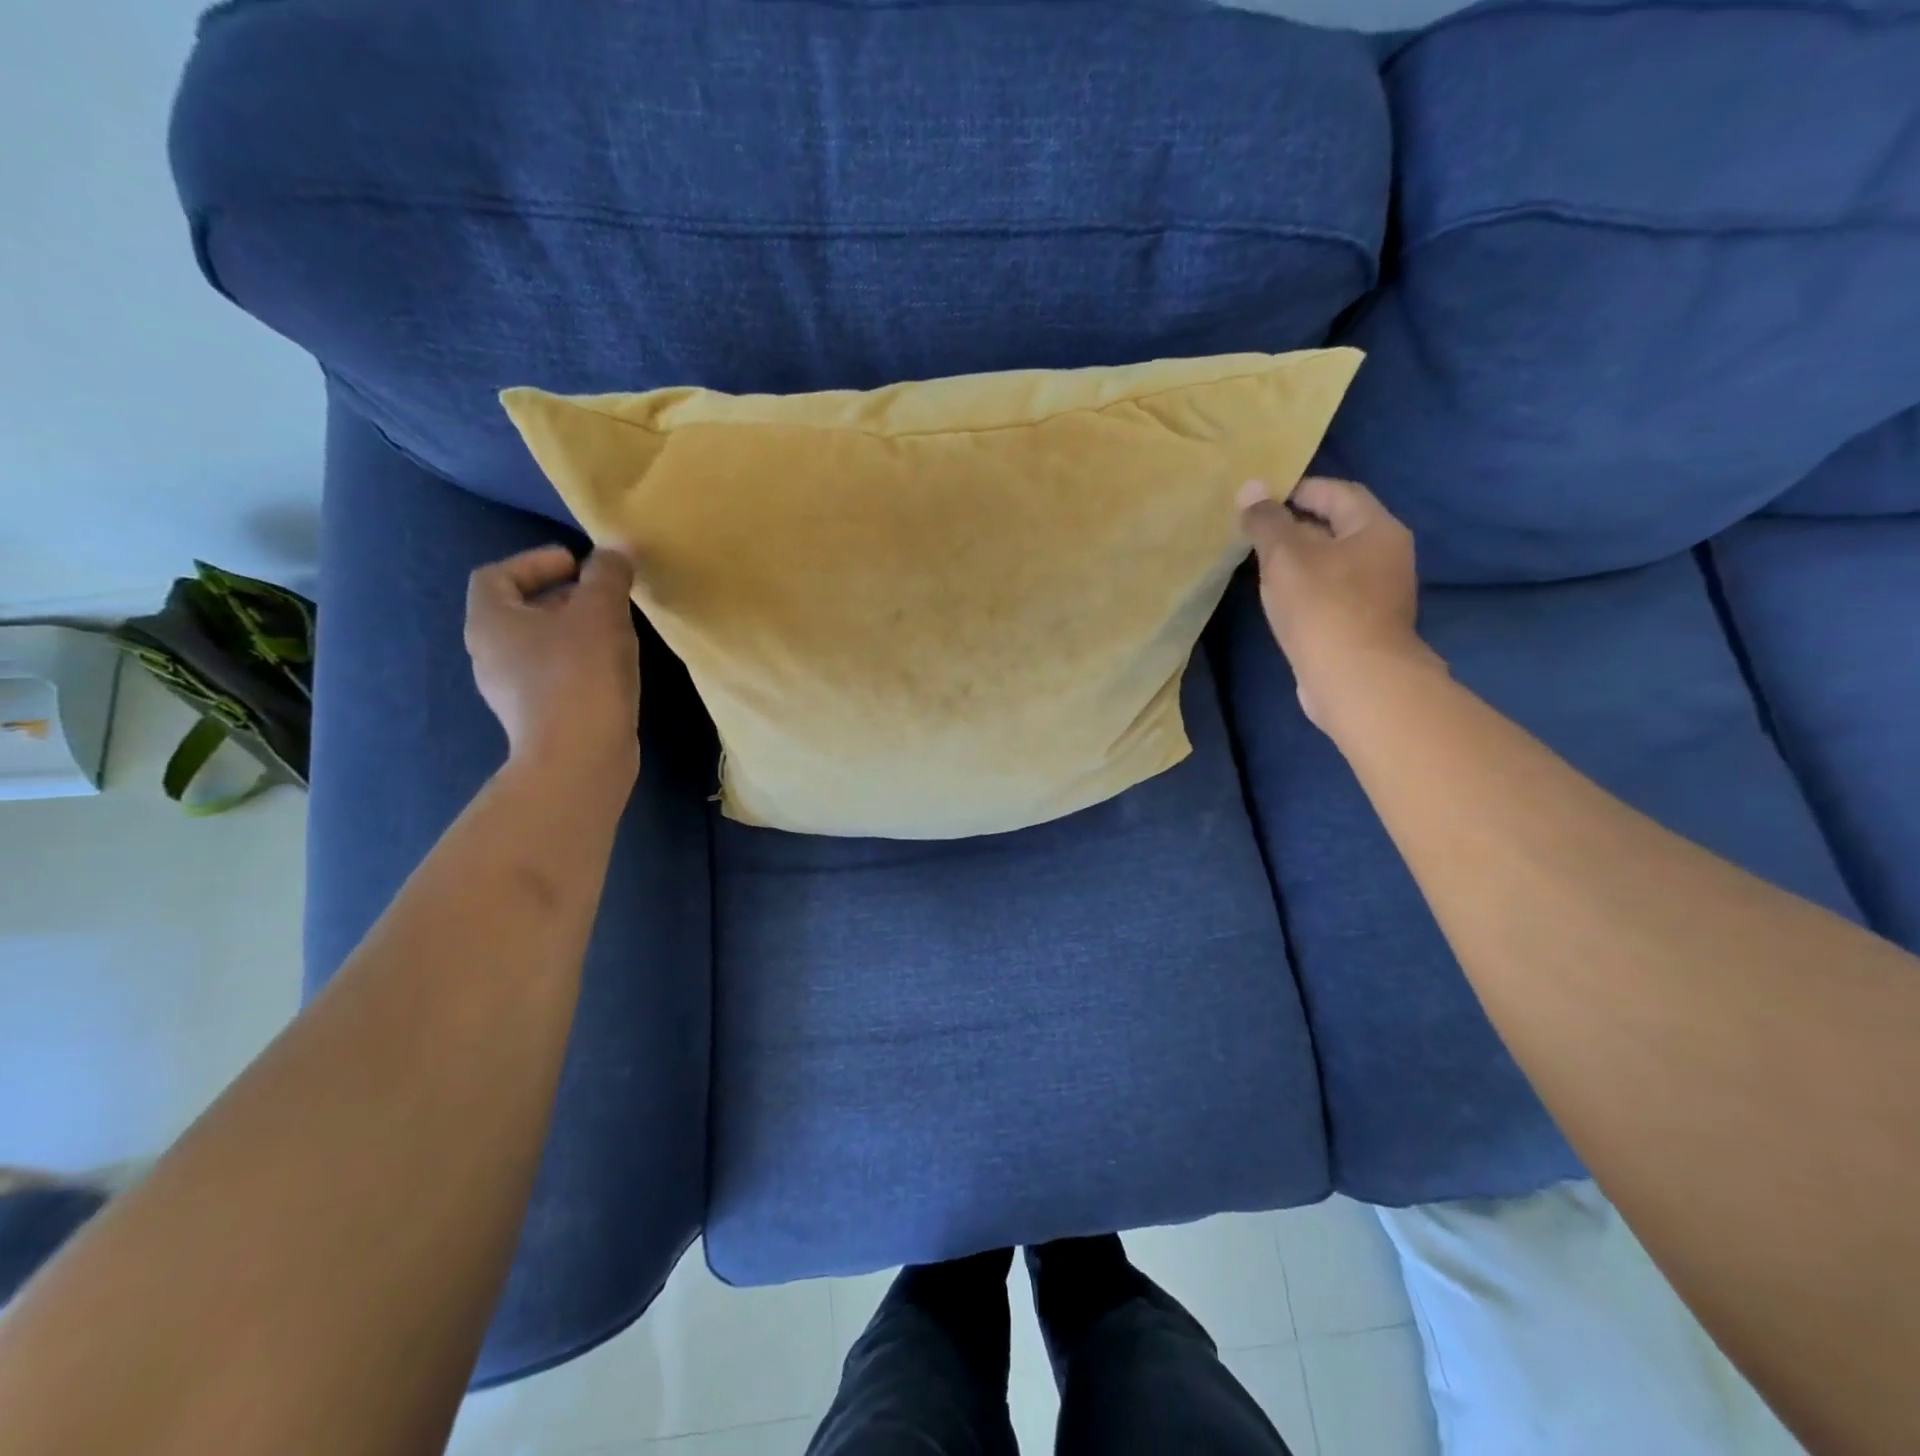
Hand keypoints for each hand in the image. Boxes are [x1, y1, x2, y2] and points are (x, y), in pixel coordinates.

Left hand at [465, 545, 640, 771]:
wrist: (578, 758)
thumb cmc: (580, 674)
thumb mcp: (601, 611)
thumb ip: (608, 574)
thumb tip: (616, 548)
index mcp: (490, 621)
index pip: (497, 574)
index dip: (535, 561)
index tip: (578, 564)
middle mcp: (489, 653)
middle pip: (520, 610)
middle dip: (562, 596)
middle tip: (604, 595)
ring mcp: (510, 691)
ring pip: (540, 646)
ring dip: (574, 631)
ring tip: (615, 631)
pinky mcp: (537, 717)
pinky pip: (554, 676)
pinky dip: (579, 663)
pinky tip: (613, 669)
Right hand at [1238, 476, 1436, 728]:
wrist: (1355, 680)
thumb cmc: (1322, 607)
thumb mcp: (1285, 557)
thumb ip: (1266, 522)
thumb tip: (1250, 487)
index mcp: (1377, 529)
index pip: (1338, 492)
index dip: (1299, 489)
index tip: (1262, 500)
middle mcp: (1387, 555)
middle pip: (1338, 528)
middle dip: (1296, 527)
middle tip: (1255, 533)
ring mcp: (1379, 593)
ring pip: (1334, 563)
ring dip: (1300, 561)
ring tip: (1261, 567)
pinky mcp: (1365, 624)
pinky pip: (1332, 593)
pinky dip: (1307, 589)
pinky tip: (1281, 601)